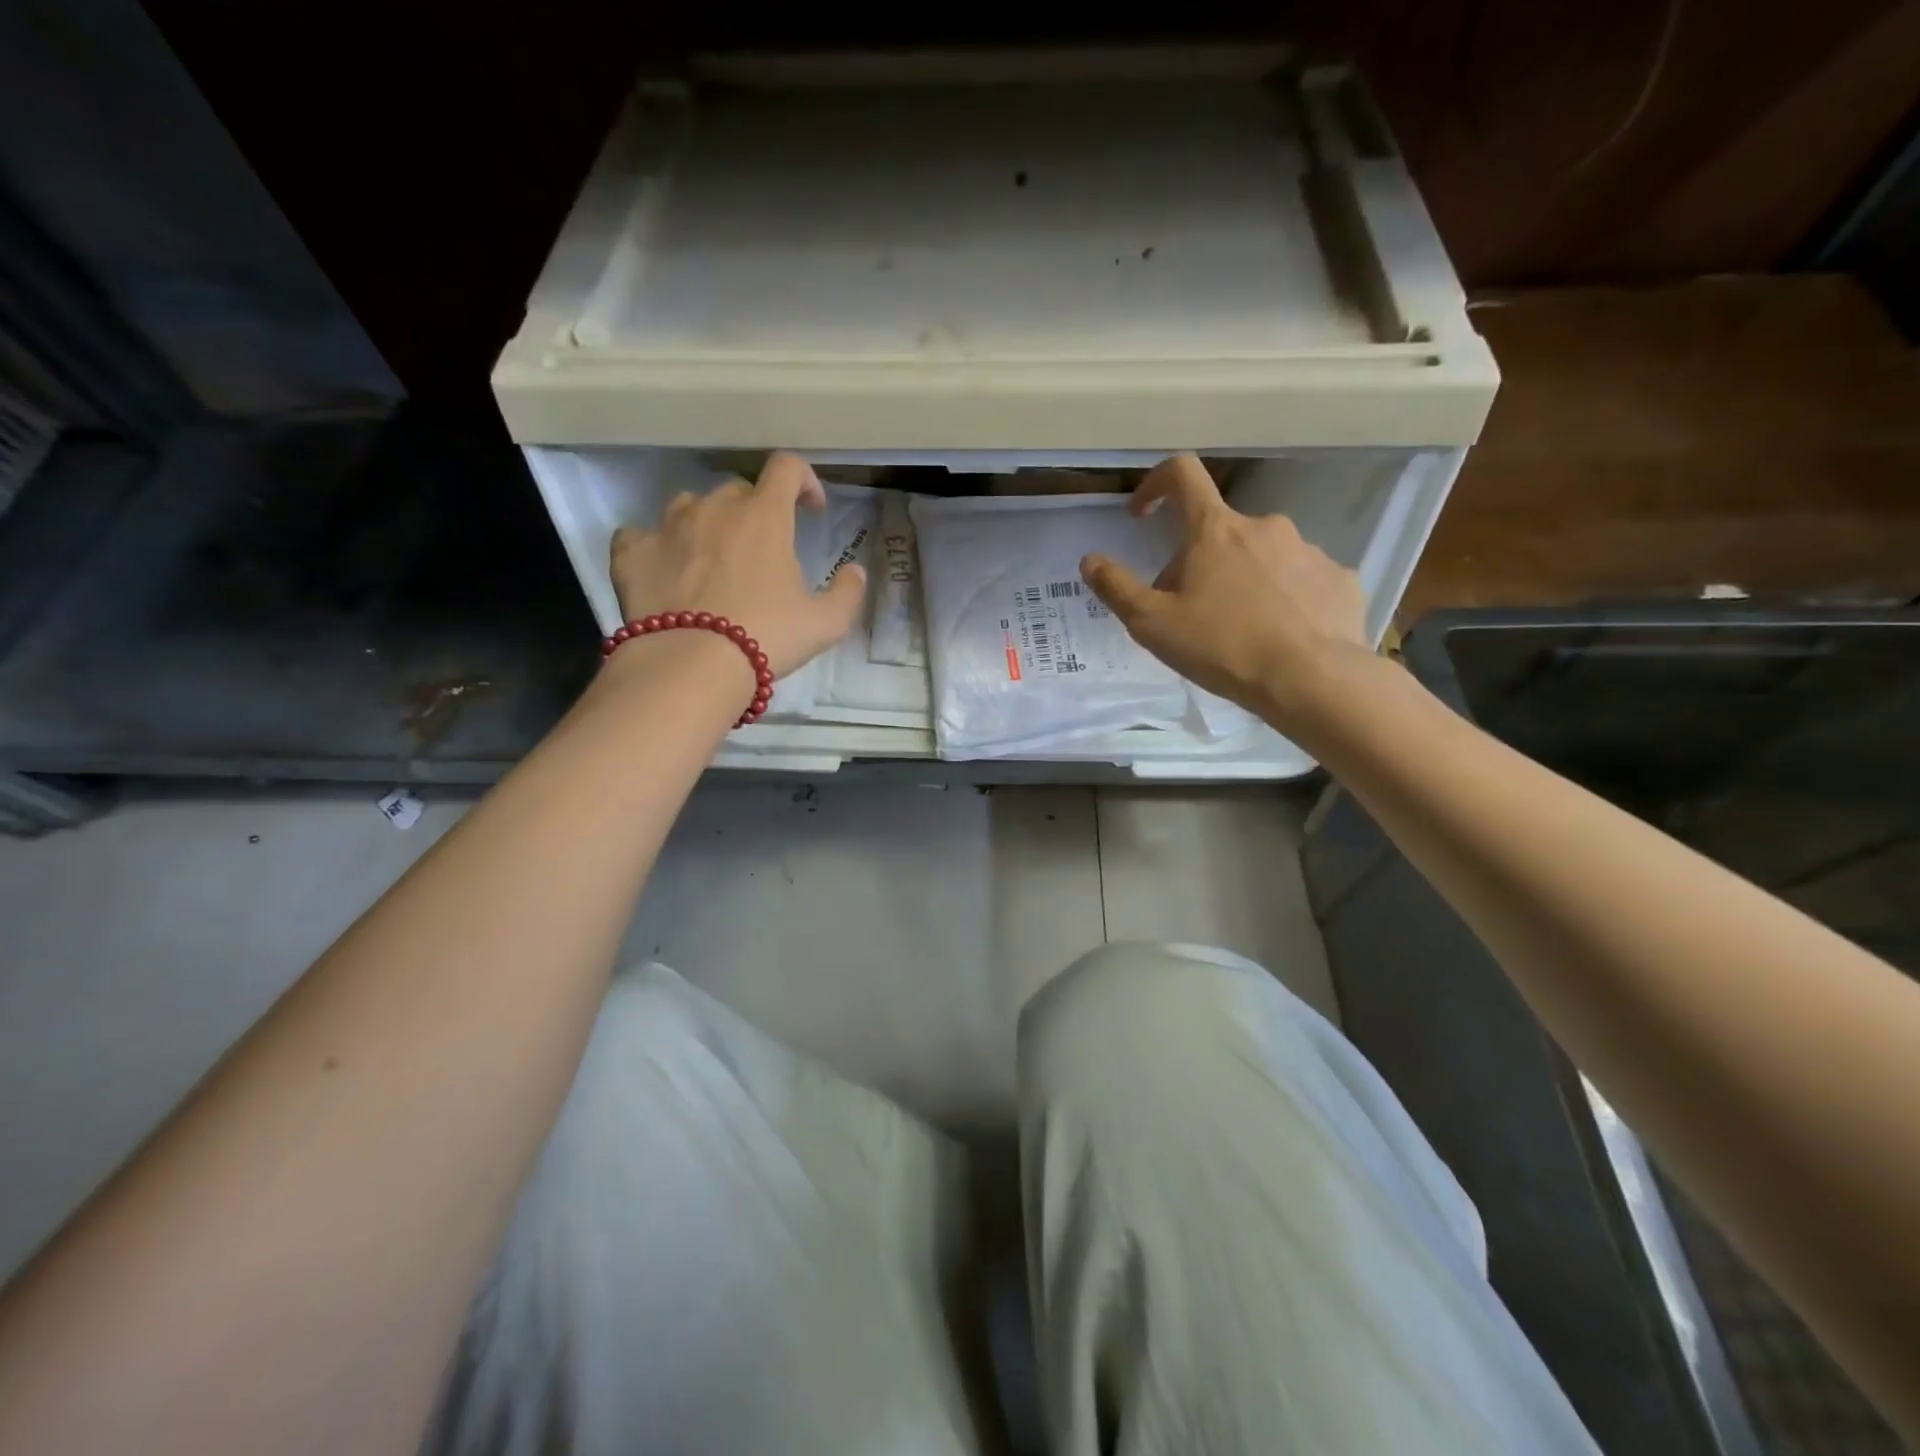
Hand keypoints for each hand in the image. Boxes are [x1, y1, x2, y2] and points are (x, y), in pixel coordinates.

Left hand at [609, 452, 865, 677]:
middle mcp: (714, 509)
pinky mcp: (631, 554)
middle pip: (737, 490)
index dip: (804, 481)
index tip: (811, 509)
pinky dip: (655, 546)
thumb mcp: (826, 623)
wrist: (691, 666)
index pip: (786, 469)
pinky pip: (640, 534)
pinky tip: (664, 569)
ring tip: (711, 558)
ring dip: (706, 523)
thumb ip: (847, 592)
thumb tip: (855, 572)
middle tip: (762, 550)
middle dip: (755, 511)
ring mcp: (667, 527)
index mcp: (764, 517)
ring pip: (689, 506)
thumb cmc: (766, 637)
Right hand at [1079, 454, 1372, 728]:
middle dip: (1197, 561)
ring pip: (1260, 556)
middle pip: (1218, 531)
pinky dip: (1282, 599)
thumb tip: (1090, 560)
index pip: (1182, 474)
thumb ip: (1117, 588)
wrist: (1312, 679)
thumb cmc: (1222, 647)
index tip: (1143, 514)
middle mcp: (1263, 526)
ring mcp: (1307, 550)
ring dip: (1241, 580)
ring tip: (1237, 631)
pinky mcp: (1337, 578)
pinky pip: (1299, 580)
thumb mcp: (1152, 624)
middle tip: (1188, 610)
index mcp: (1214, 530)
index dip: (1156, 483)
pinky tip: (1278, 635)